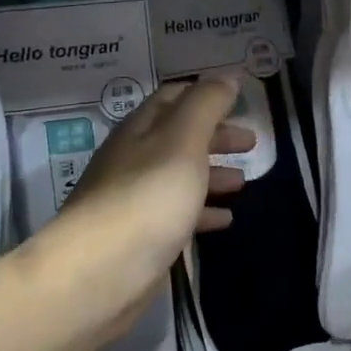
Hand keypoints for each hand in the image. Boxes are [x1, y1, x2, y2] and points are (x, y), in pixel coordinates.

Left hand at [54, 74, 254, 303]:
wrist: (98, 275)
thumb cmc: (146, 198)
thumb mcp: (183, 141)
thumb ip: (207, 105)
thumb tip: (227, 75)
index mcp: (140, 129)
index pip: (173, 97)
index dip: (206, 94)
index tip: (239, 99)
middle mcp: (134, 159)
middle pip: (179, 137)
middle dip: (215, 136)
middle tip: (251, 143)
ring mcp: (135, 200)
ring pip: (180, 176)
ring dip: (212, 173)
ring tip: (244, 182)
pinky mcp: (142, 237)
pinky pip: (178, 214)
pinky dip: (204, 211)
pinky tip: (226, 220)